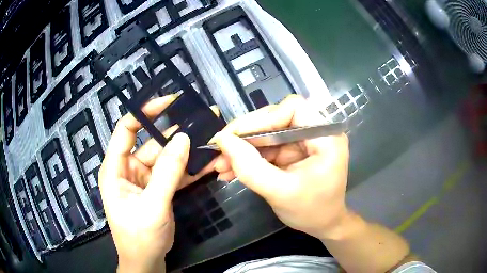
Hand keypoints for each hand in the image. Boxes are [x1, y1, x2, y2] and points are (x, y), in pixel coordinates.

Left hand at [98, 95, 215, 272]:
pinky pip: (173, 173)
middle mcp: (128, 168)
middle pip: (151, 142)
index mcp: (115, 168)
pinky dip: (188, 168)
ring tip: (209, 137)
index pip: (126, 129)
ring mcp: (144, 178)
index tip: (169, 100)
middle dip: (176, 132)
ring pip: (166, 158)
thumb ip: (167, 172)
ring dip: (186, 151)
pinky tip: (207, 161)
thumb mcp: (152, 206)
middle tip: (201, 119)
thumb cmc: (139, 236)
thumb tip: (184, 138)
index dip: (145, 112)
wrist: (146, 261)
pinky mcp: (157, 188)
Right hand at [213, 95, 349, 239]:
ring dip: (241, 148)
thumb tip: (222, 140)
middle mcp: (315, 132)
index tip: (235, 137)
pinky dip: (247, 157)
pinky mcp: (291, 150)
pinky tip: (230, 169)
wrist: (322, 224)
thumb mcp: (280, 193)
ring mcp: (302, 140)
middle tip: (218, 150)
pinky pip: (265, 146)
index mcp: (326, 137)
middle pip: (275, 118)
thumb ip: (251, 167)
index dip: (262, 119)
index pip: (293, 109)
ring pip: (265, 132)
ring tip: (219, 165)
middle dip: (244, 135)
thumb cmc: (311, 212)